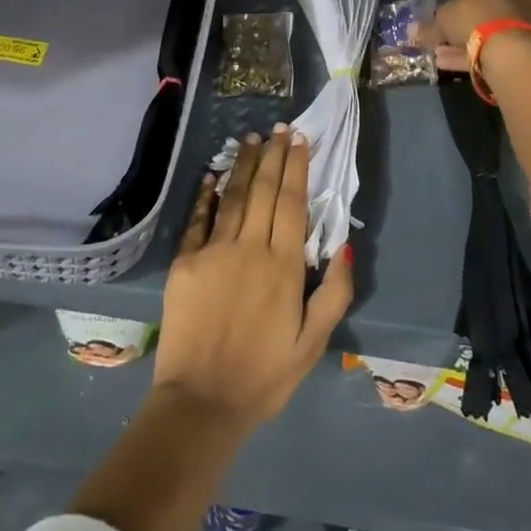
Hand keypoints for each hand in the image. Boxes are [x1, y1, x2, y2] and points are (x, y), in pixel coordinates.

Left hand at [153, 128, 354, 431]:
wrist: (202, 402)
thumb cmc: (264, 376)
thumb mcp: (314, 343)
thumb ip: (335, 293)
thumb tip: (345, 244)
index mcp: (283, 266)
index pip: (292, 202)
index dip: (296, 167)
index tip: (299, 140)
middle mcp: (249, 249)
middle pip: (262, 191)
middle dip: (272, 156)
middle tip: (278, 128)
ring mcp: (213, 253)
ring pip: (232, 198)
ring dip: (242, 165)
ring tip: (251, 139)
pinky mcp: (185, 264)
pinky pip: (198, 220)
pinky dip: (205, 195)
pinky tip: (212, 175)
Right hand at [423, 0, 530, 67]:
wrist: (507, 47)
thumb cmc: (474, 15)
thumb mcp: (443, 18)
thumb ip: (430, 26)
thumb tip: (413, 31)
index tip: (450, 13)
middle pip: (490, 7)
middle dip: (468, 23)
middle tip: (445, 37)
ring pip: (494, 30)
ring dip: (470, 41)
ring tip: (444, 55)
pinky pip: (500, 47)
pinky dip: (478, 54)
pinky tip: (454, 64)